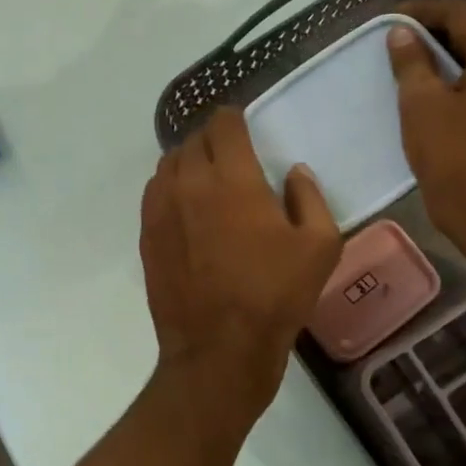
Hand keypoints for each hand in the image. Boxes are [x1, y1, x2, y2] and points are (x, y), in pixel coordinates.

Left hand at [140, 108, 342, 424]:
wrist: (219, 347)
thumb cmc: (275, 295)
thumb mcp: (318, 246)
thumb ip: (309, 198)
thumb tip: (295, 173)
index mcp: (233, 178)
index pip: (223, 124)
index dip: (233, 118)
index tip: (243, 125)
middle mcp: (190, 182)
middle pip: (193, 140)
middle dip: (212, 138)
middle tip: (230, 153)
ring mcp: (161, 208)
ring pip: (168, 163)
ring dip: (188, 160)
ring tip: (206, 176)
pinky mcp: (147, 233)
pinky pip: (154, 192)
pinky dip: (169, 186)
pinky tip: (185, 205)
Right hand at [387, 0, 465, 273]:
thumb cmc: (453, 154)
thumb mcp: (422, 103)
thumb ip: (412, 61)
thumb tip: (401, 32)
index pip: (461, 13)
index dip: (422, 10)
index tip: (388, 18)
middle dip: (432, 30)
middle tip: (392, 37)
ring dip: (442, 53)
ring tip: (404, 59)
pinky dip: (456, 73)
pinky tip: (426, 84)